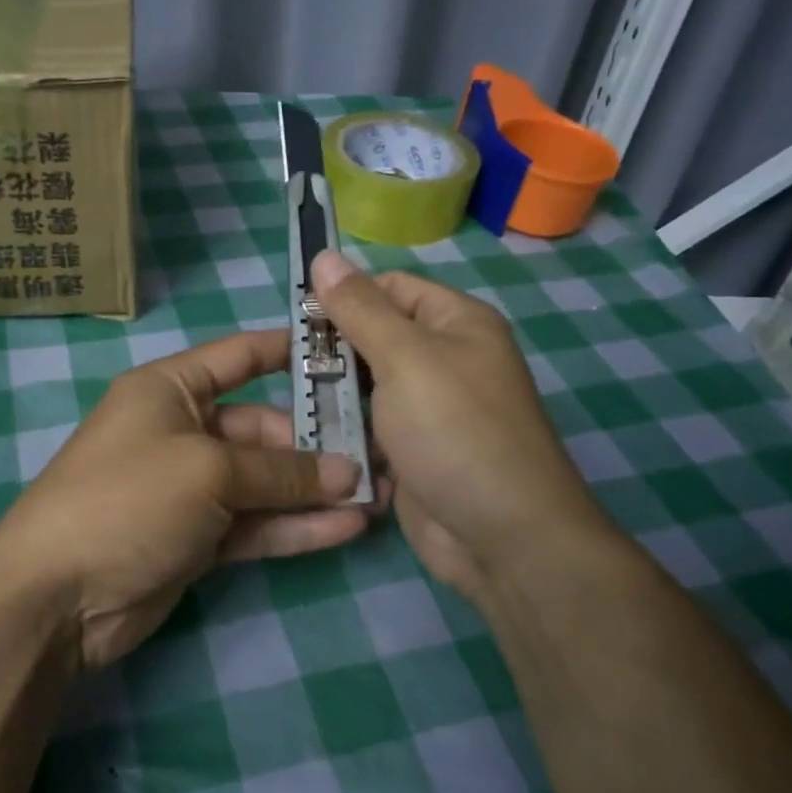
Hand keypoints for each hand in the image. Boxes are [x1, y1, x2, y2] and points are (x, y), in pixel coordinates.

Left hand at [0, 330, 381, 670]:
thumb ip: (281, 472)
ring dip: (314, 489)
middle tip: (376, 453)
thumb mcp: (208, 471)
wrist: (57, 595)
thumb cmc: (128, 499)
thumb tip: (347, 474)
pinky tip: (347, 528)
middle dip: (314, 443)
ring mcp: (188, 489)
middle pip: (259, 427)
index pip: (238, 356)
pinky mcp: (195, 539)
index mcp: (169, 390)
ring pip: (263, 482)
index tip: (344, 351)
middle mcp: (180, 431)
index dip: (287, 350)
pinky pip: (254, 524)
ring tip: (378, 493)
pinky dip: (294, 526)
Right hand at [310, 251, 612, 602]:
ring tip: (293, 404)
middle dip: (333, 350)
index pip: (389, 288)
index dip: (345, 296)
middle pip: (374, 336)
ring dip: (334, 394)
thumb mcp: (405, 358)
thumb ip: (359, 309)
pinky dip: (346, 431)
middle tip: (289, 366)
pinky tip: (313, 438)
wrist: (502, 538)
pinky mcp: (414, 451)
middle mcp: (446, 360)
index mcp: (456, 323)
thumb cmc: (455, 431)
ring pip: (366, 386)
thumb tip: (324, 255)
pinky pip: (371, 428)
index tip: (298, 319)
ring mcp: (430, 410)